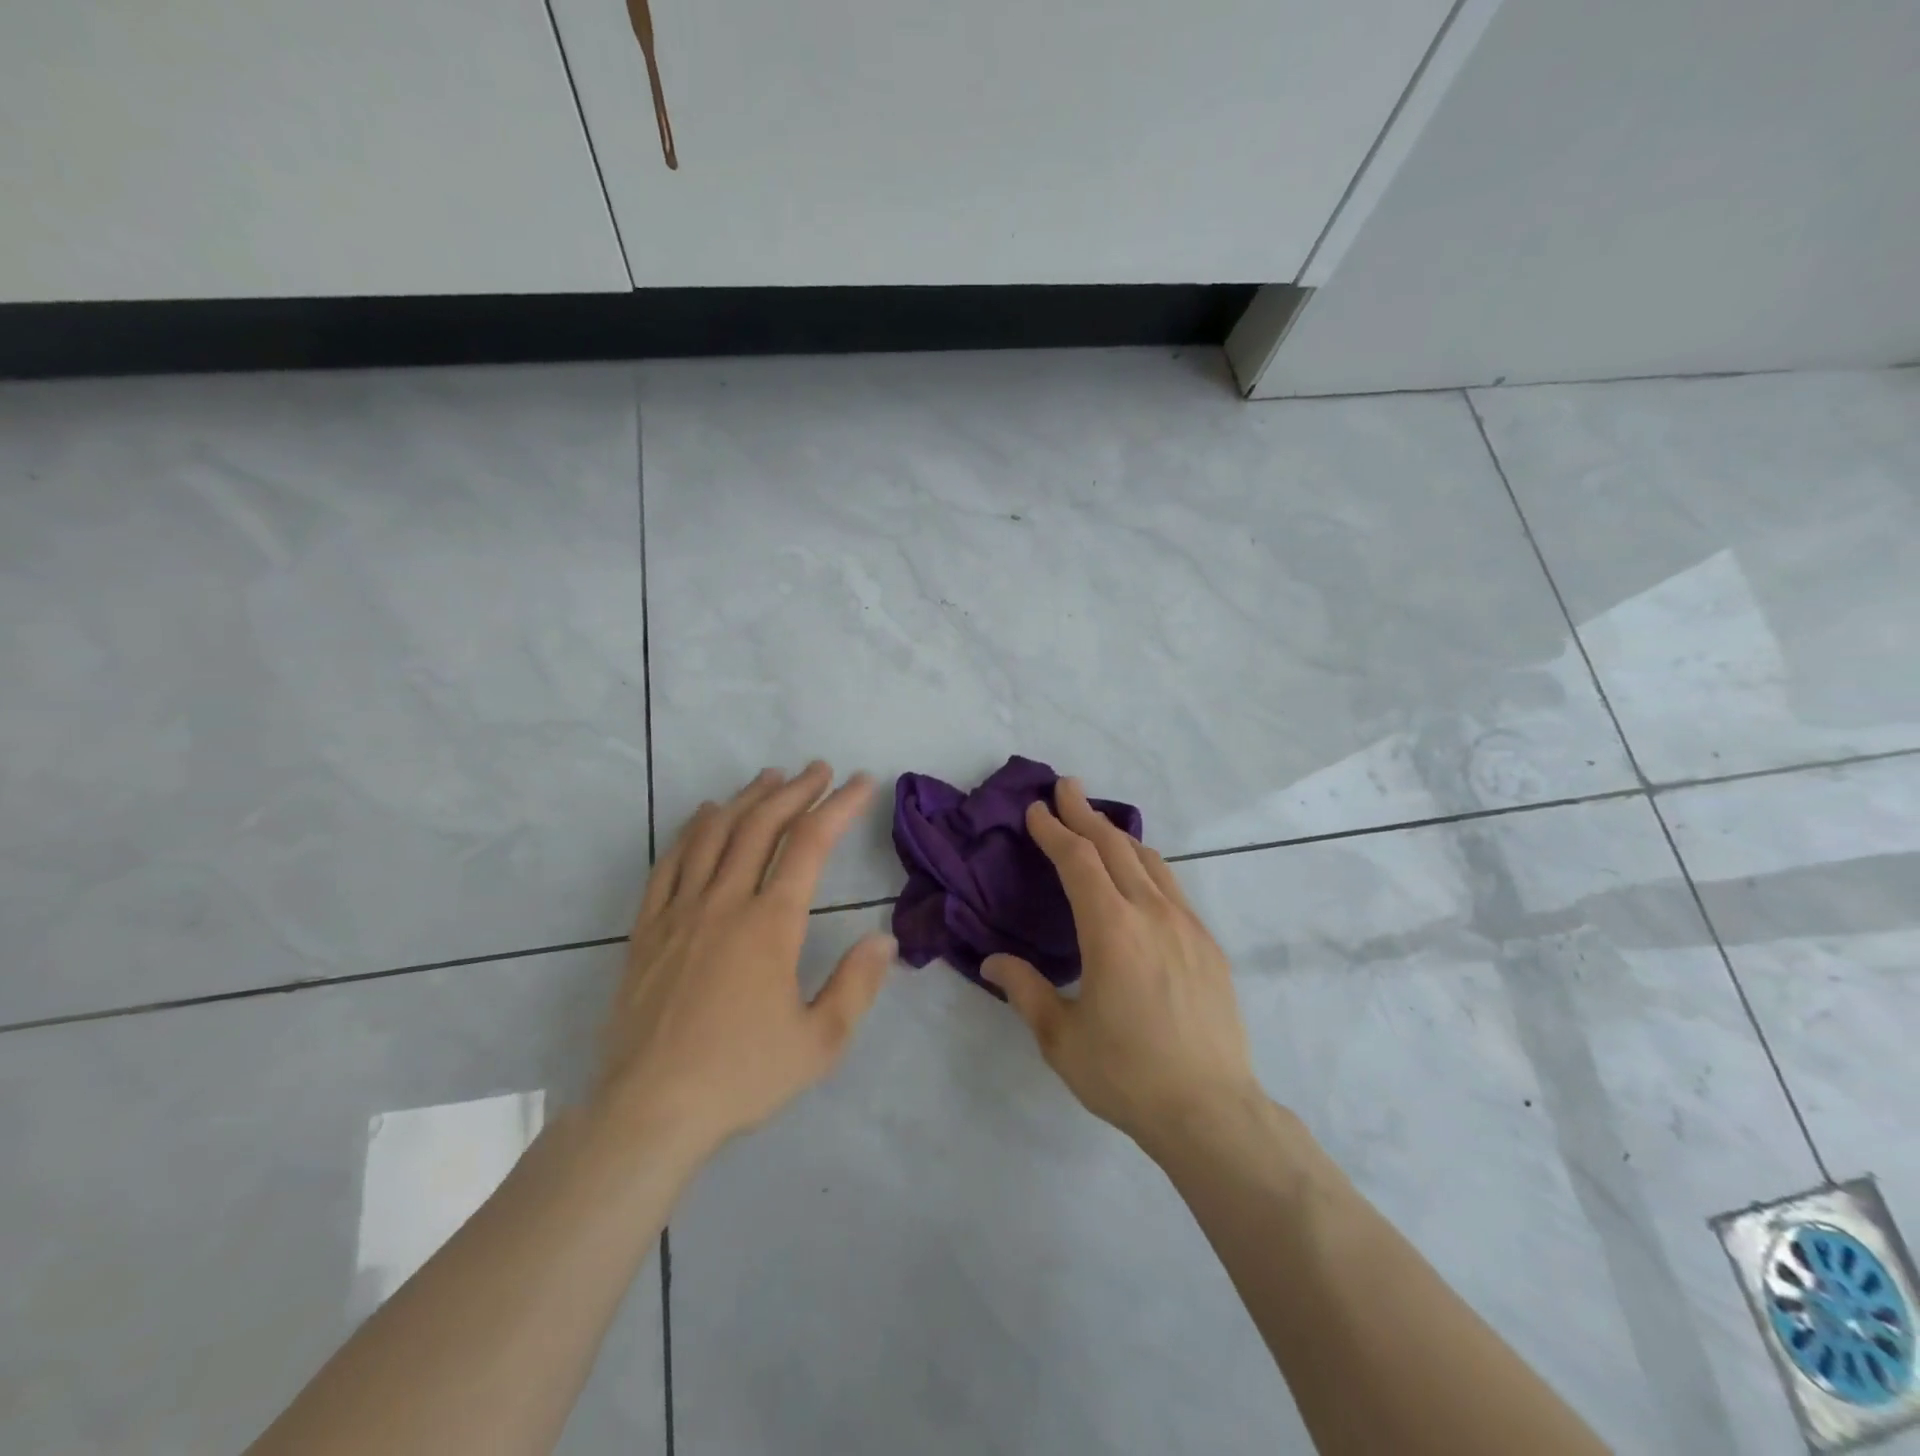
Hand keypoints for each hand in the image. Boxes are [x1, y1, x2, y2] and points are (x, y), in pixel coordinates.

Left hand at [593, 763, 895, 1160]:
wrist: (648, 1111)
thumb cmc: (740, 1076)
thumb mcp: (818, 1042)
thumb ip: (856, 986)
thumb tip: (884, 939)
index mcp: (771, 924)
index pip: (811, 844)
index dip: (840, 806)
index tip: (861, 783)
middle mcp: (725, 902)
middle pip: (762, 825)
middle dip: (795, 790)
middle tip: (819, 769)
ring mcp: (680, 911)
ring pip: (715, 833)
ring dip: (746, 798)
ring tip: (770, 778)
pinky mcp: (647, 928)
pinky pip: (670, 862)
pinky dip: (692, 829)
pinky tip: (705, 816)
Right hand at [984, 778, 1259, 1153]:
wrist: (1211, 1110)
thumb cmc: (1126, 1074)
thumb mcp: (1061, 1037)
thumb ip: (1025, 991)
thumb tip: (993, 961)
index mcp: (1111, 930)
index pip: (1079, 861)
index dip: (1055, 831)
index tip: (1037, 809)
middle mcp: (1152, 914)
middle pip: (1115, 847)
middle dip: (1085, 814)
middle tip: (1066, 787)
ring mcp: (1187, 926)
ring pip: (1149, 861)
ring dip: (1119, 835)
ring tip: (1098, 822)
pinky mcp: (1208, 945)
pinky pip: (1172, 887)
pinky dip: (1147, 865)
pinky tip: (1140, 875)